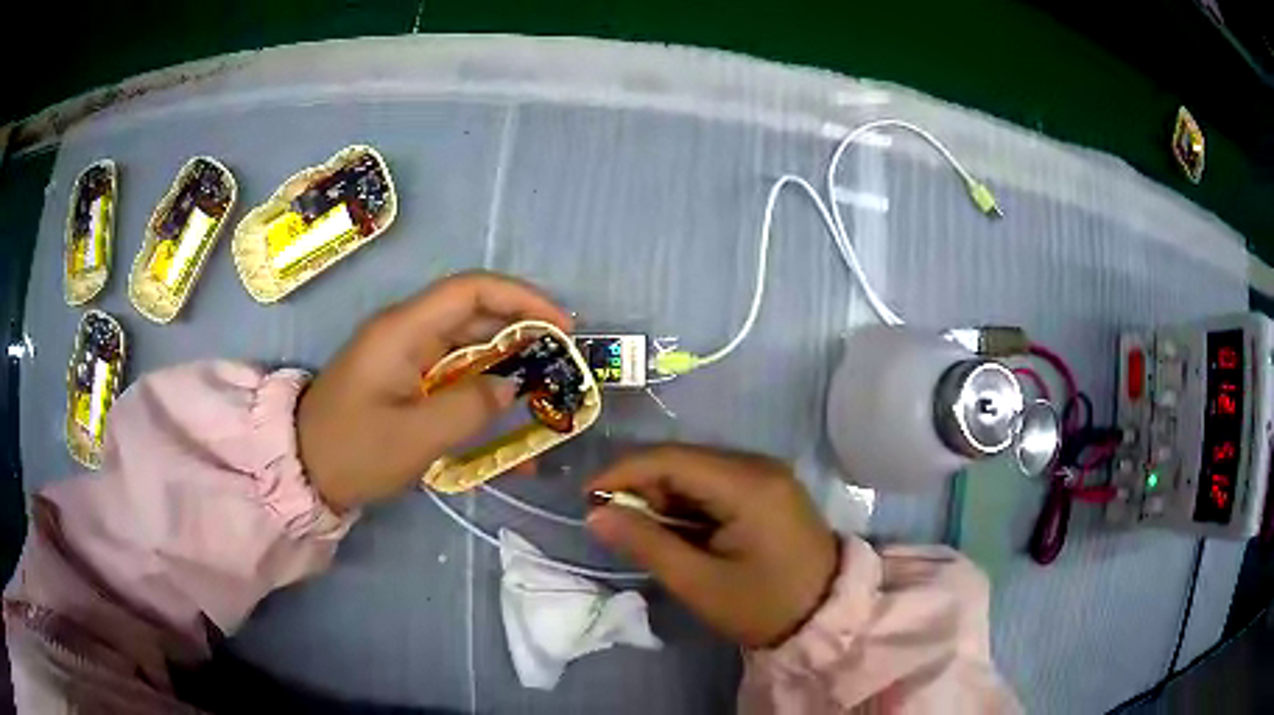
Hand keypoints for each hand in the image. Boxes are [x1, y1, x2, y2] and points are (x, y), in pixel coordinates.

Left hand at [298, 273, 571, 511]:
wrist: (303, 469)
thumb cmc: (353, 451)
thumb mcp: (415, 438)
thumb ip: (470, 408)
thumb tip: (511, 385)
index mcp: (404, 331)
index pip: (471, 290)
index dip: (522, 299)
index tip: (562, 326)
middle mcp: (406, 331)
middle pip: (474, 314)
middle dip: (522, 333)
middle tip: (563, 365)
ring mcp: (404, 354)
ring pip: (467, 344)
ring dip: (506, 362)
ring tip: (545, 389)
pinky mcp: (403, 378)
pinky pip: (452, 372)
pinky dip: (482, 388)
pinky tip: (506, 416)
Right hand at [584, 445, 838, 647]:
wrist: (826, 617)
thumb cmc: (763, 606)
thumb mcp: (699, 583)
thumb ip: (646, 543)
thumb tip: (595, 513)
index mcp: (748, 484)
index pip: (671, 459)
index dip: (623, 472)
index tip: (586, 497)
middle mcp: (759, 465)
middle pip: (684, 460)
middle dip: (643, 486)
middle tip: (614, 522)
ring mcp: (768, 475)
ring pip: (697, 470)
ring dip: (665, 496)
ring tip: (646, 533)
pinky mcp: (769, 488)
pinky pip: (716, 483)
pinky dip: (689, 503)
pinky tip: (680, 530)